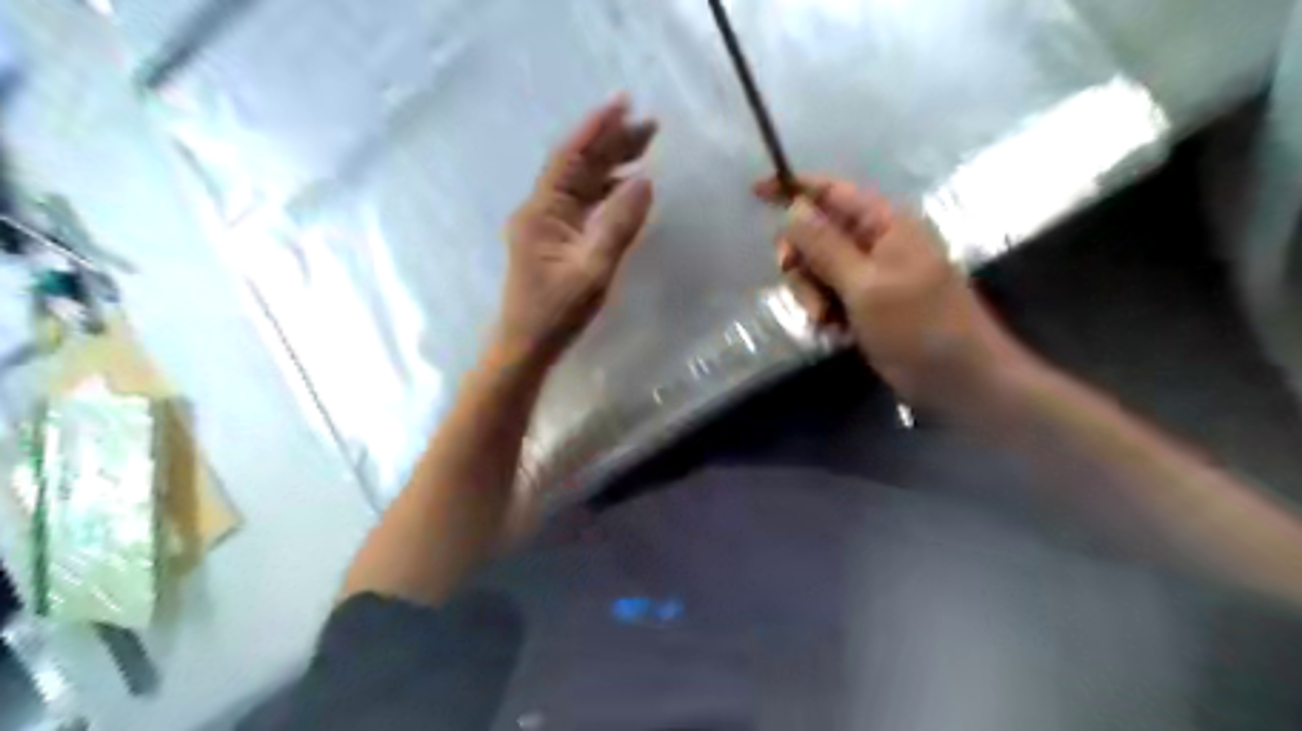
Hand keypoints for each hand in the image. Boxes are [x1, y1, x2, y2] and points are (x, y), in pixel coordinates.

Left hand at [501, 98, 662, 364]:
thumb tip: (644, 182)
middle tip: (650, 127)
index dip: (596, 127)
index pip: (569, 157)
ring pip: (582, 184)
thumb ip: (618, 225)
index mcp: (542, 210)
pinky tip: (627, 186)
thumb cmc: (556, 312)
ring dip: (611, 165)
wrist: (527, 346)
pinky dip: (607, 192)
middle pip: (578, 166)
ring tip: (645, 148)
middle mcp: (542, 209)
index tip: (624, 103)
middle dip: (611, 143)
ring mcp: (548, 225)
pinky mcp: (557, 241)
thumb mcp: (593, 270)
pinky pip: (585, 205)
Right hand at [760, 175, 1021, 407]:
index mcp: (884, 224)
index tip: (755, 192)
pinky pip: (829, 297)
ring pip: (818, 270)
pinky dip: (825, 313)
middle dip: (801, 262)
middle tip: (798, 285)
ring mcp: (871, 276)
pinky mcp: (867, 305)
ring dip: (812, 295)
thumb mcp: (866, 285)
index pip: (831, 192)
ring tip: (826, 322)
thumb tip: (793, 207)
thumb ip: (826, 246)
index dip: (793, 188)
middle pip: (817, 234)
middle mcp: (876, 243)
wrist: (960, 380)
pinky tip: (835, 333)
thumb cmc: (918, 327)